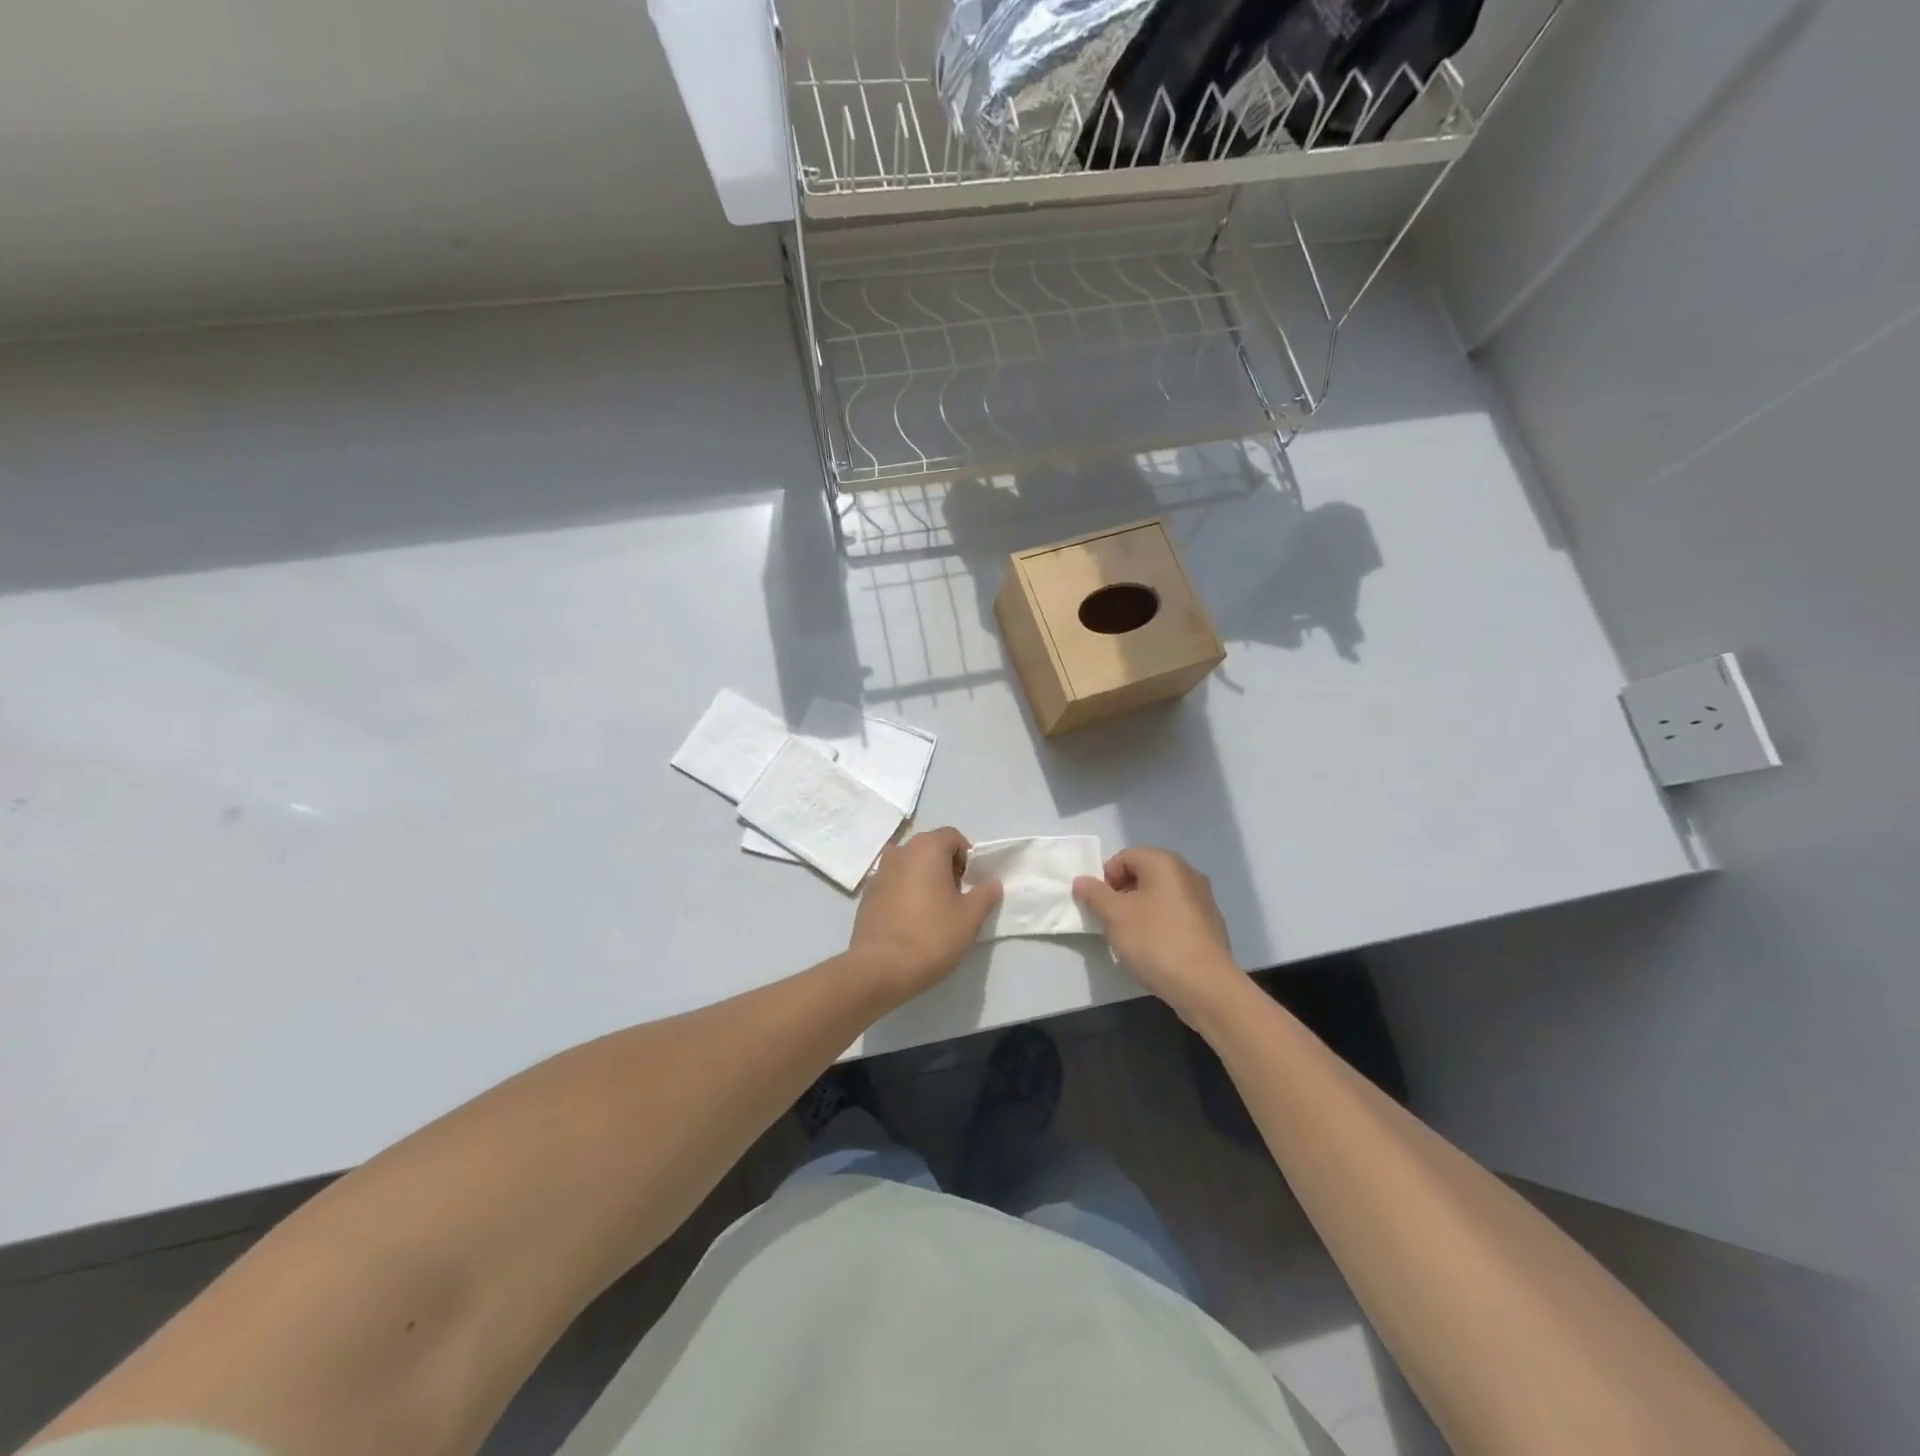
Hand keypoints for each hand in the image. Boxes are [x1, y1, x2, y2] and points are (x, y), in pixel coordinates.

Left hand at [848, 828, 1001, 1002]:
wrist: (879, 968)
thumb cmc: (931, 936)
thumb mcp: (969, 918)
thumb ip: (984, 895)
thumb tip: (992, 883)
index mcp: (926, 848)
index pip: (952, 837)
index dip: (966, 857)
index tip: (969, 885)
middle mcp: (900, 852)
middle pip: (929, 848)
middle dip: (945, 867)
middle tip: (954, 898)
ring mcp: (879, 872)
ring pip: (909, 865)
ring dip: (923, 879)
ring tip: (932, 911)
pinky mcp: (866, 894)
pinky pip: (893, 883)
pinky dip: (904, 892)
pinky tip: (909, 921)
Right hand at [1074, 847, 1241, 1017]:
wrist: (1206, 986)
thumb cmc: (1155, 942)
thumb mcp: (1115, 916)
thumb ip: (1094, 894)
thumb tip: (1081, 881)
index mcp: (1164, 863)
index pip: (1124, 857)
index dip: (1105, 878)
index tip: (1098, 905)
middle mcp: (1187, 873)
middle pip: (1143, 874)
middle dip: (1121, 894)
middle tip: (1110, 920)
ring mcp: (1203, 899)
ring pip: (1159, 895)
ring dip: (1139, 909)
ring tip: (1130, 937)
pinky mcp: (1210, 924)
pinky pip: (1175, 913)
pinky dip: (1159, 923)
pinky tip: (1154, 948)